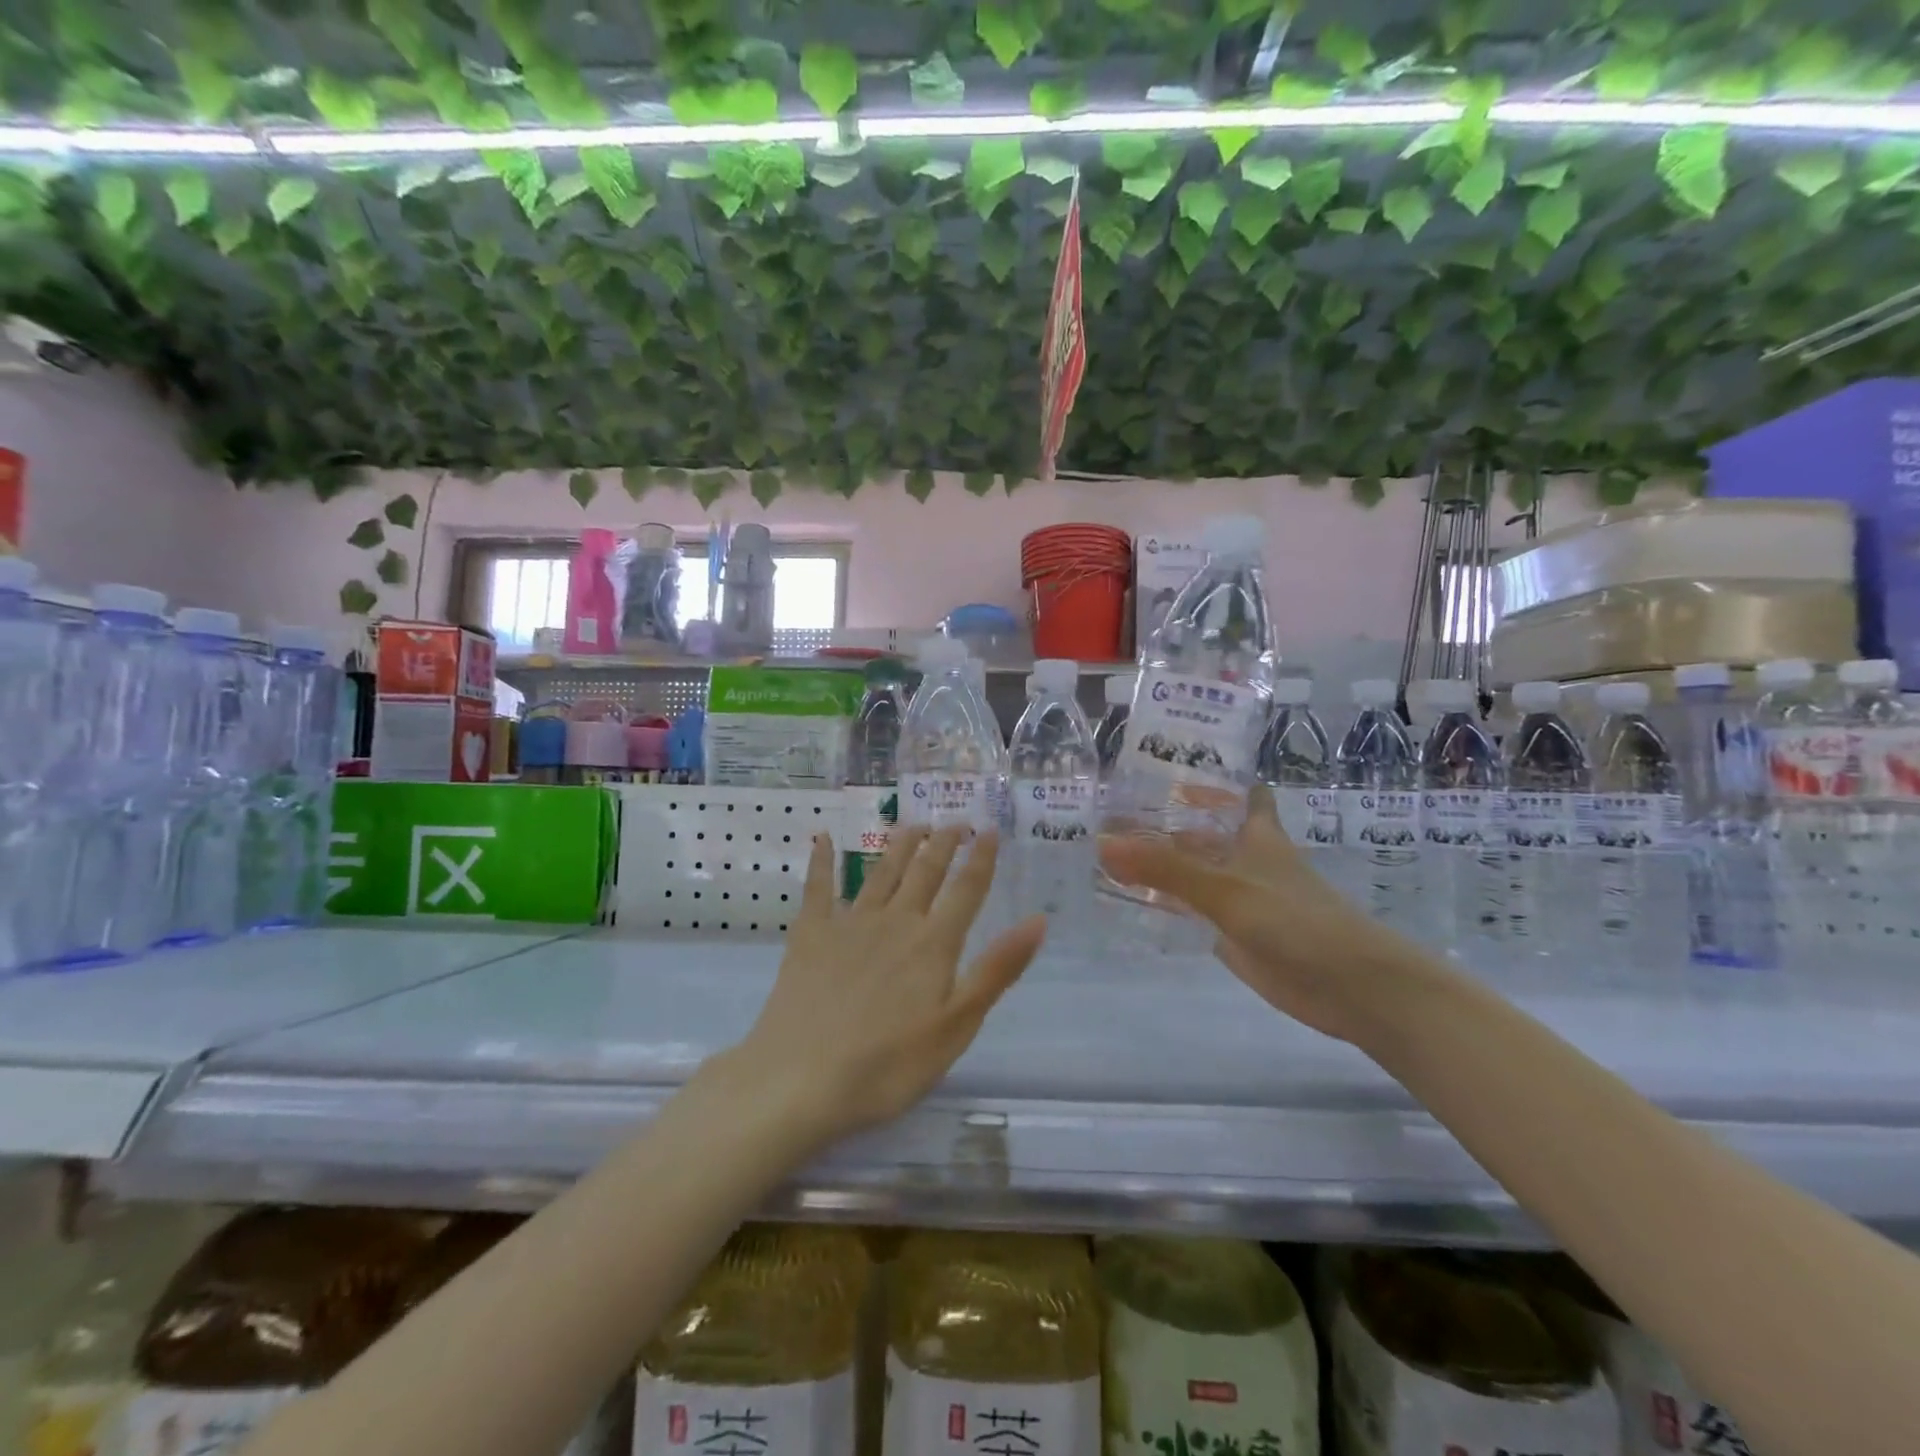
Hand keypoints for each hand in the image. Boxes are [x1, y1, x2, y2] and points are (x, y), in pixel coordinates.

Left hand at [730, 826, 1044, 1143]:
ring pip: (881, 872)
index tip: (990, 829)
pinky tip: (823, 839)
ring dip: (899, 846)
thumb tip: (1038, 921)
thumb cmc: (888, 1065)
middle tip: (954, 822)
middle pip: (925, 872)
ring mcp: (850, 923)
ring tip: (912, 825)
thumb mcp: (957, 1026)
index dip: (981, 858)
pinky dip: (822, 861)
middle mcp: (896, 920)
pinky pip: (818, 888)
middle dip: (942, 844)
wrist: (801, 1079)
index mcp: (934, 943)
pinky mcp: (811, 934)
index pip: (966, 890)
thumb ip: (996, 970)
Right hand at [1097, 783, 1415, 1042]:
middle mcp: (1245, 858)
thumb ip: (1165, 869)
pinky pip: (1189, 908)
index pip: (1237, 791)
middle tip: (1106, 809)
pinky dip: (1162, 901)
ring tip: (1102, 847)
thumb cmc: (1297, 920)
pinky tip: (1126, 897)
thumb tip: (1103, 843)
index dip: (1209, 777)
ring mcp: (1238, 897)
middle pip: (1201, 831)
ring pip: (1191, 870)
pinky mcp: (1231, 932)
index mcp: (1256, 834)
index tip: (1167, 763)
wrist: (1349, 987)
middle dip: (1162, 820)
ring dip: (1157, 862)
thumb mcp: (1226, 888)